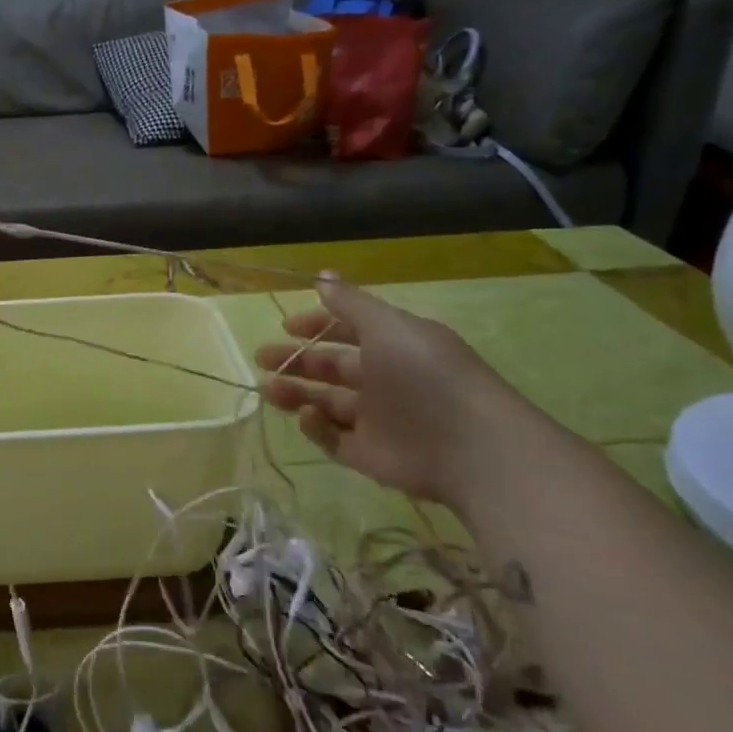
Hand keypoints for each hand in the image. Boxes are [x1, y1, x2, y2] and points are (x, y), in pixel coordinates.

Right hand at [255, 276, 533, 506]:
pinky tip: (306, 416)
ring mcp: (377, 420)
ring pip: (327, 403)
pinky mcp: (370, 455)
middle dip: (296, 361)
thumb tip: (321, 275)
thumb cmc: (426, 375)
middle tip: (262, 357)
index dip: (317, 327)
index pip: (349, 332)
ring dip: (296, 392)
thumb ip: (350, 303)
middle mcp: (385, 381)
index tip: (285, 326)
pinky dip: (316, 427)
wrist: (470, 448)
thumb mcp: (387, 326)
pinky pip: (334, 439)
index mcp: (394, 347)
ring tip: (268, 387)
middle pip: (332, 368)